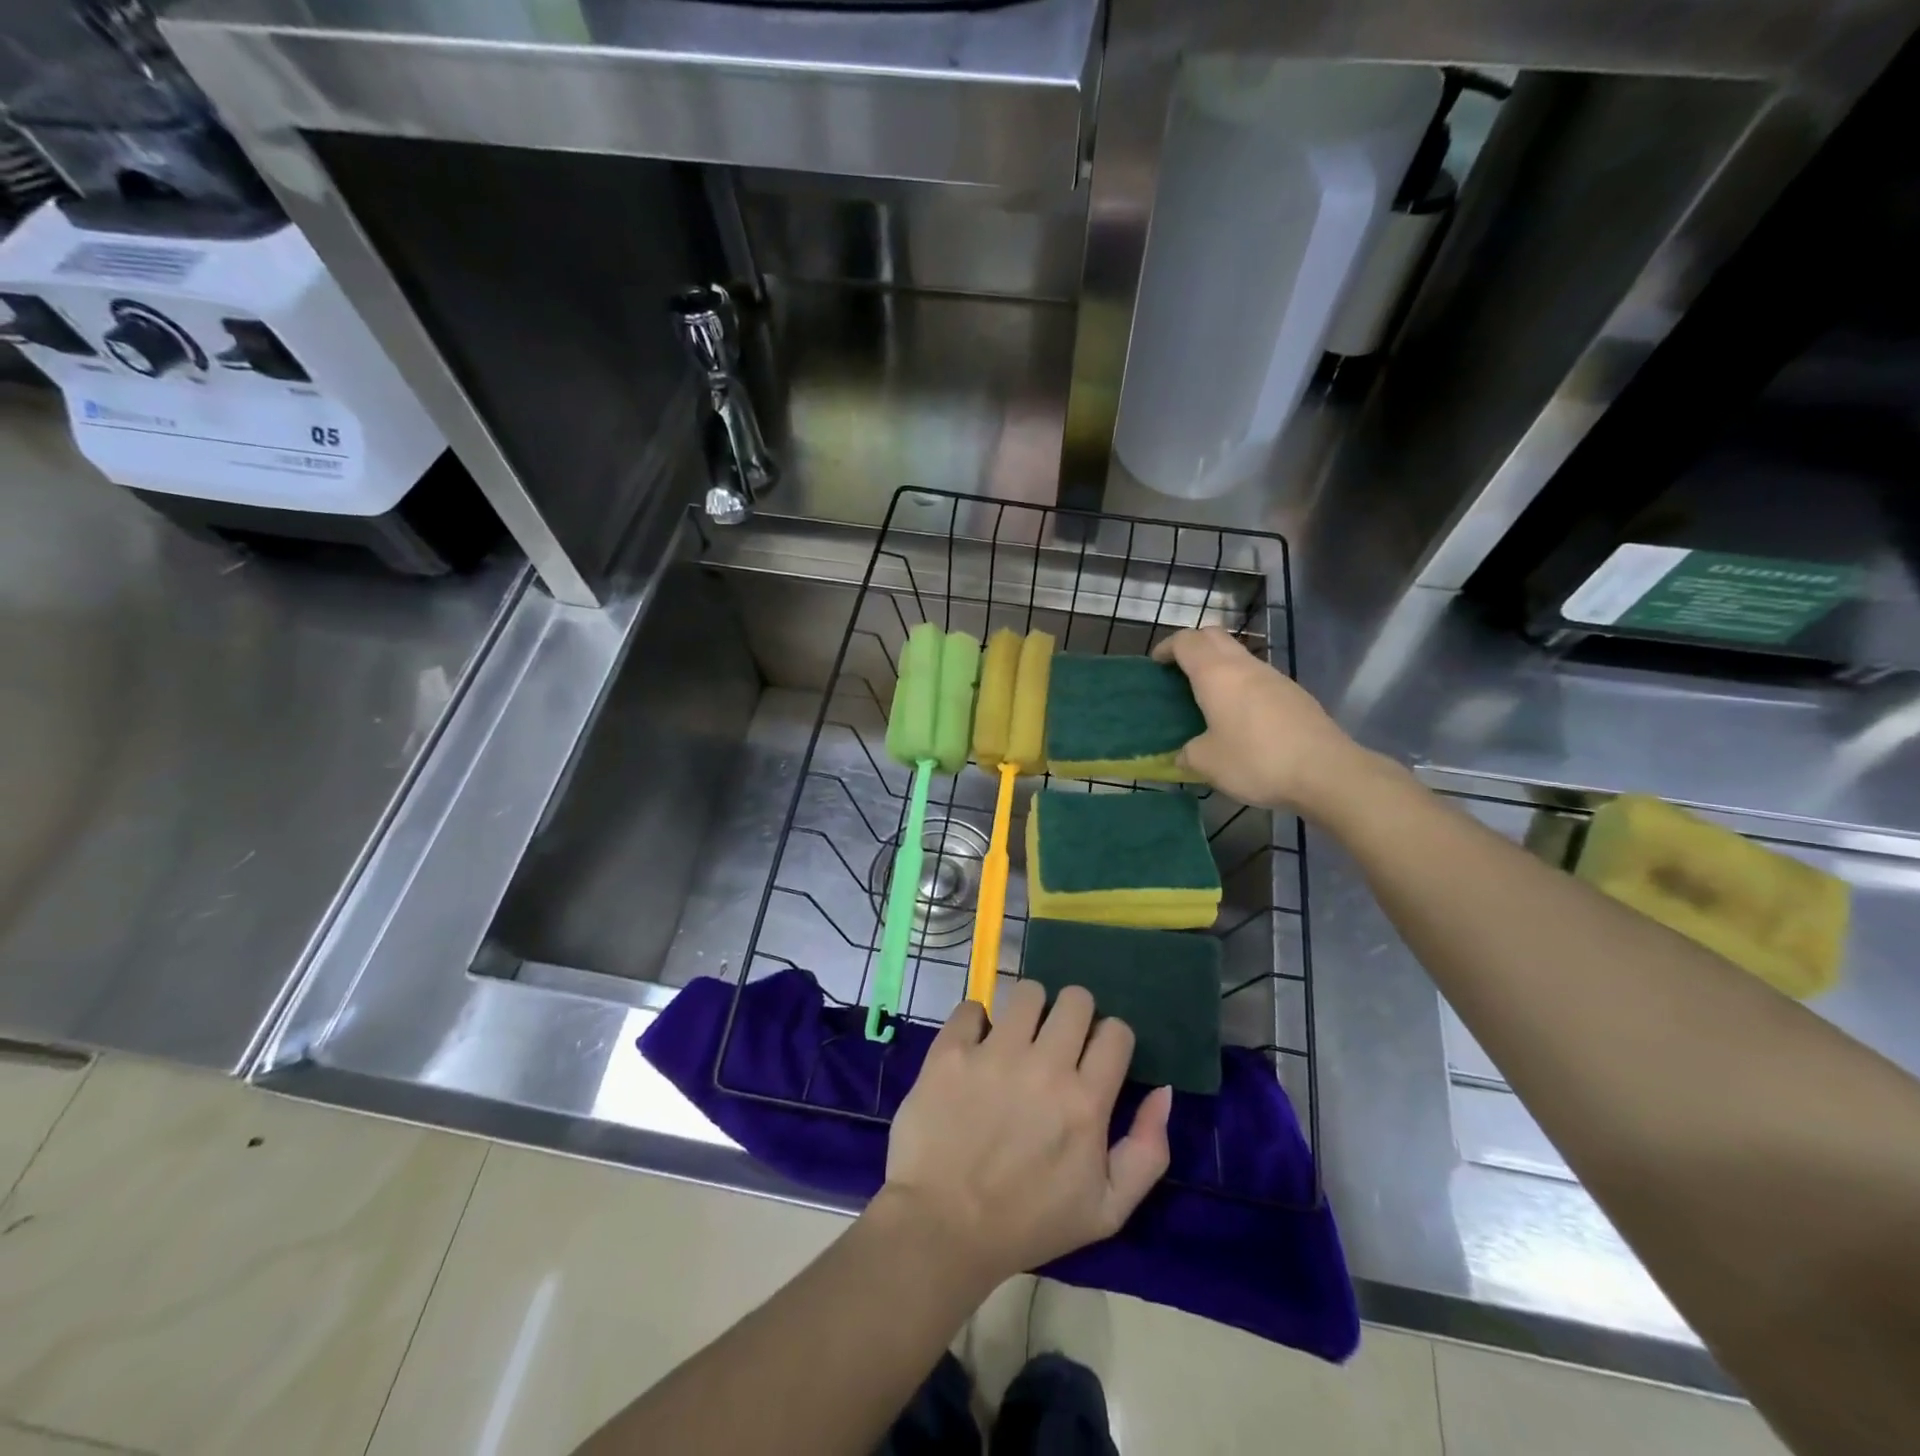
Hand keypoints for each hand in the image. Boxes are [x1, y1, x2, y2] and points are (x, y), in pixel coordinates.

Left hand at [880, 981, 1171, 1288]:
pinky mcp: (951, 1051)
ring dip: (1027, 1011)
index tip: (1093, 1058)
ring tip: (1016, 1039)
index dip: (1109, 1040)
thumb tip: (1163, 1091)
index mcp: (1086, 1102)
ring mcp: (994, 1054)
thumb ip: (1148, 1150)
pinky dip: (975, 1022)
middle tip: (1056, 1043)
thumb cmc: (1028, 1223)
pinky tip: (974, 1047)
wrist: (943, 1229)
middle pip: (1075, 999)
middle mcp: (1045, 1067)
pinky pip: (971, 1007)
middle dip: (1073, 1015)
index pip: (1116, 1031)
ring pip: (1027, 992)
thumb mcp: (1108, 1210)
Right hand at [1151, 626, 1368, 816]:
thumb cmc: (1257, 760)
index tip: (1156, 664)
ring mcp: (1274, 677)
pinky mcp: (1294, 694)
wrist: (1326, 772)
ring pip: (1239, 655)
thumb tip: (1183, 754)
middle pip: (1214, 636)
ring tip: (1207, 695)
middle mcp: (1244, 666)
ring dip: (1219, 665)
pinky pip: (1258, 677)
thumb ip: (1188, 753)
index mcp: (1216, 674)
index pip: (1186, 641)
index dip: (1167, 647)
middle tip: (1178, 670)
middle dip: (1193, 646)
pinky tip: (1240, 716)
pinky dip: (1241, 684)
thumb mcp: (1208, 763)